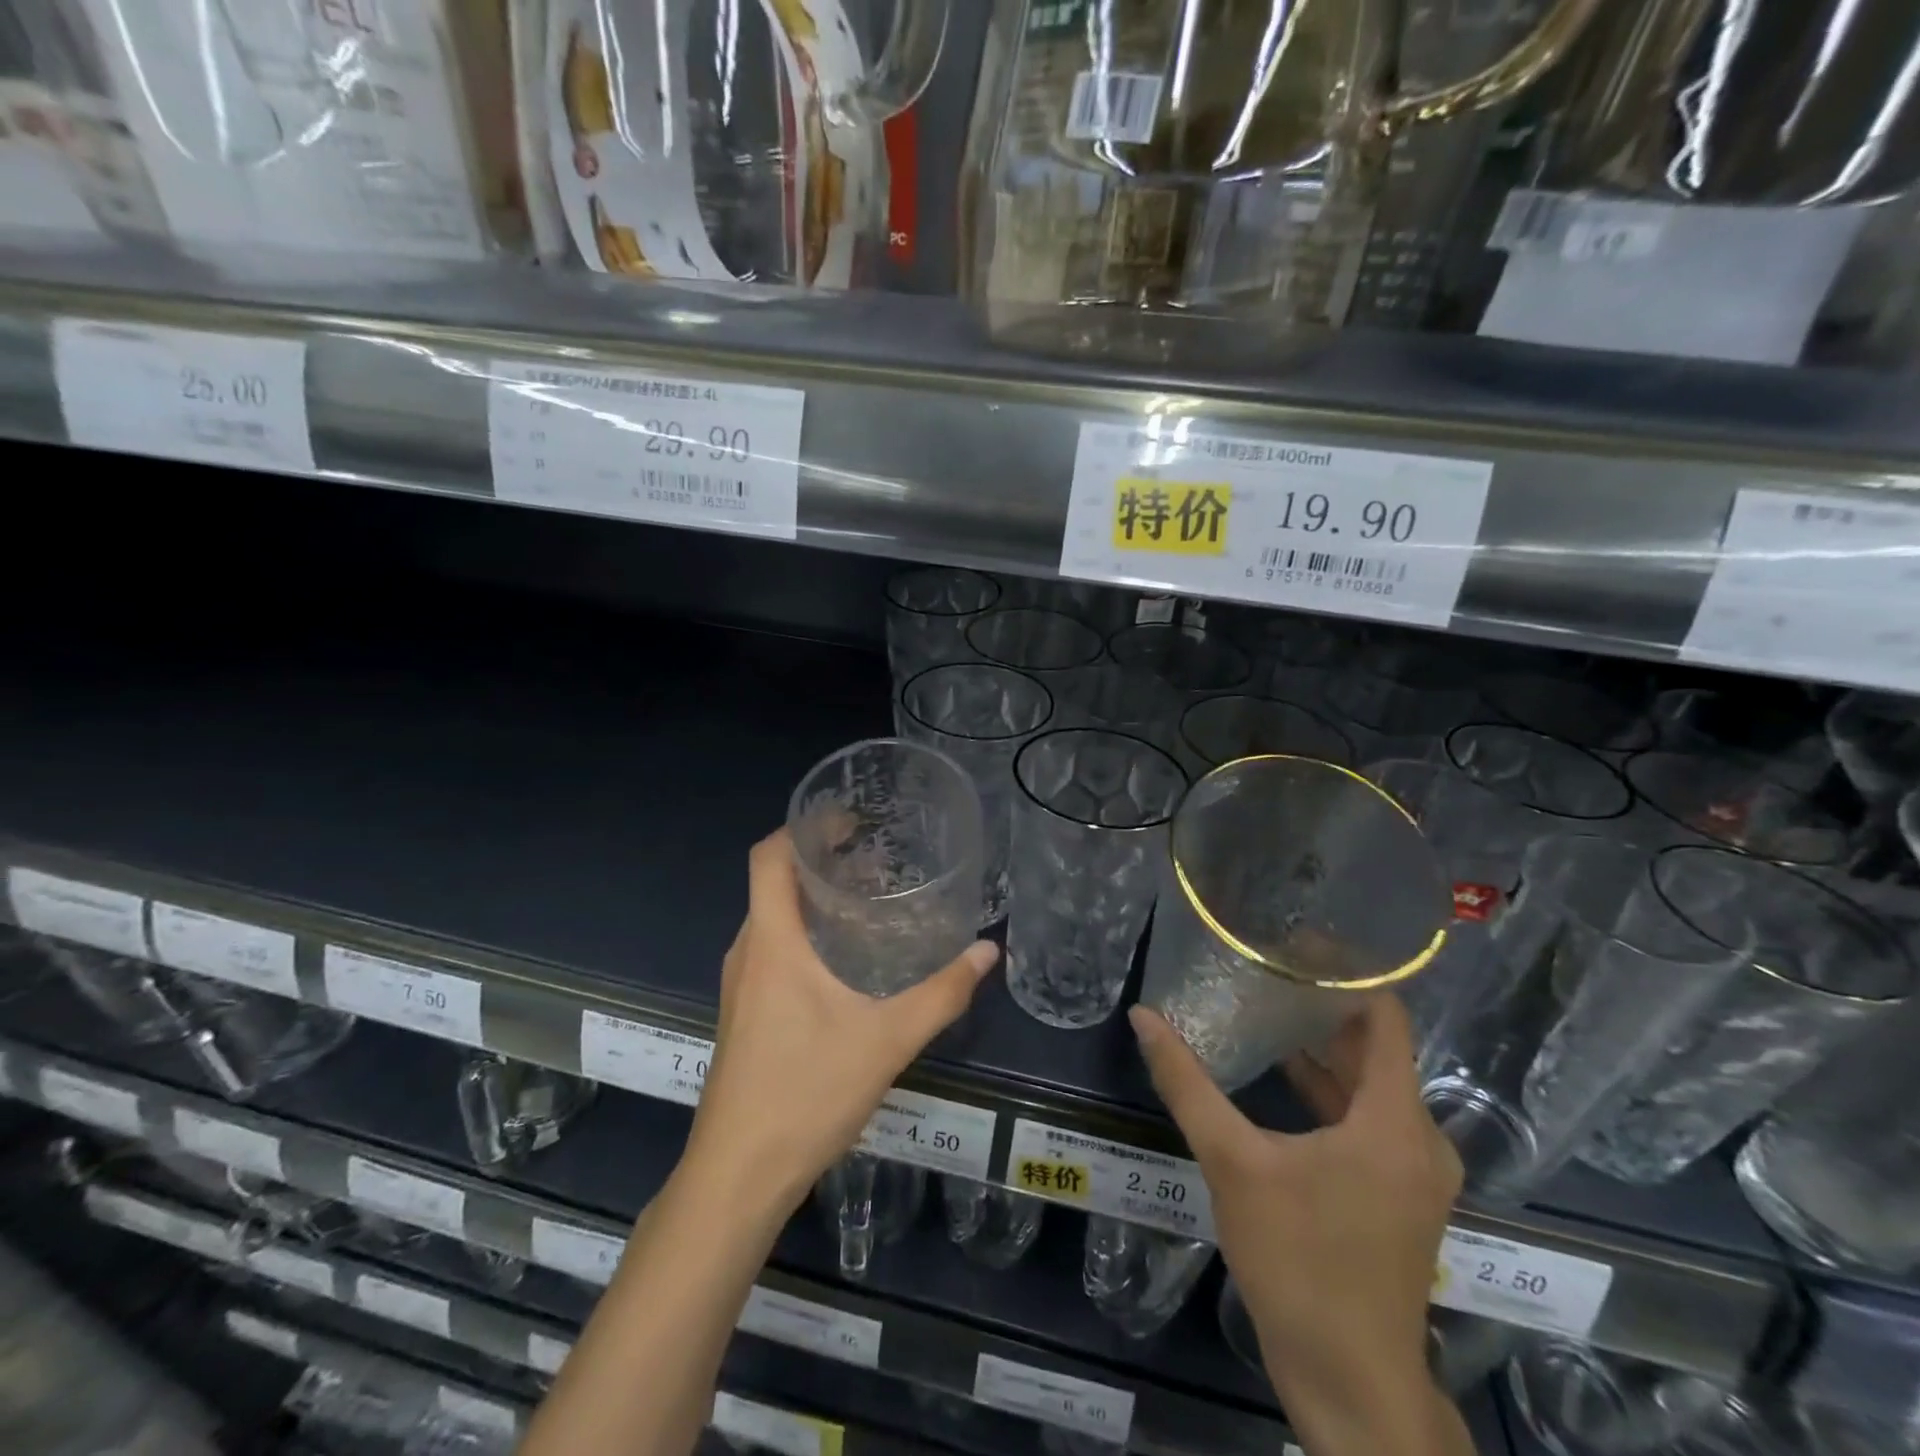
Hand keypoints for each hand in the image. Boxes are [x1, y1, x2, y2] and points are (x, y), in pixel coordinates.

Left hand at [687, 829, 998, 1209]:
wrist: (737, 1176)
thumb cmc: (806, 1094)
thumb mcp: (887, 1040)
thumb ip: (942, 994)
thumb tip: (986, 952)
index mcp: (772, 942)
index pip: (769, 857)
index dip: (802, 826)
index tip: (847, 817)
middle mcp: (748, 952)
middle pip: (773, 883)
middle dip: (818, 859)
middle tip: (874, 854)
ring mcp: (740, 985)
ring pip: (772, 918)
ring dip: (811, 898)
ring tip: (866, 898)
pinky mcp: (744, 1013)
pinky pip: (771, 949)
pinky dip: (803, 932)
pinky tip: (844, 959)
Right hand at [1129, 997, 1463, 1451]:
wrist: (1350, 1382)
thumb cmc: (1299, 1262)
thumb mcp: (1232, 1163)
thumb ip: (1187, 1084)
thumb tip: (1143, 1018)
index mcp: (1394, 1120)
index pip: (1385, 1016)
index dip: (1346, 974)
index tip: (1296, 944)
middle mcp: (1418, 1137)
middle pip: (1377, 1047)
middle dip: (1324, 1006)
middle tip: (1268, 970)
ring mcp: (1413, 1171)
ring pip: (1373, 1085)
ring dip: (1326, 1050)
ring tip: (1269, 1009)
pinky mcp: (1398, 1194)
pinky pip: (1369, 1119)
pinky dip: (1332, 1091)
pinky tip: (1283, 1077)